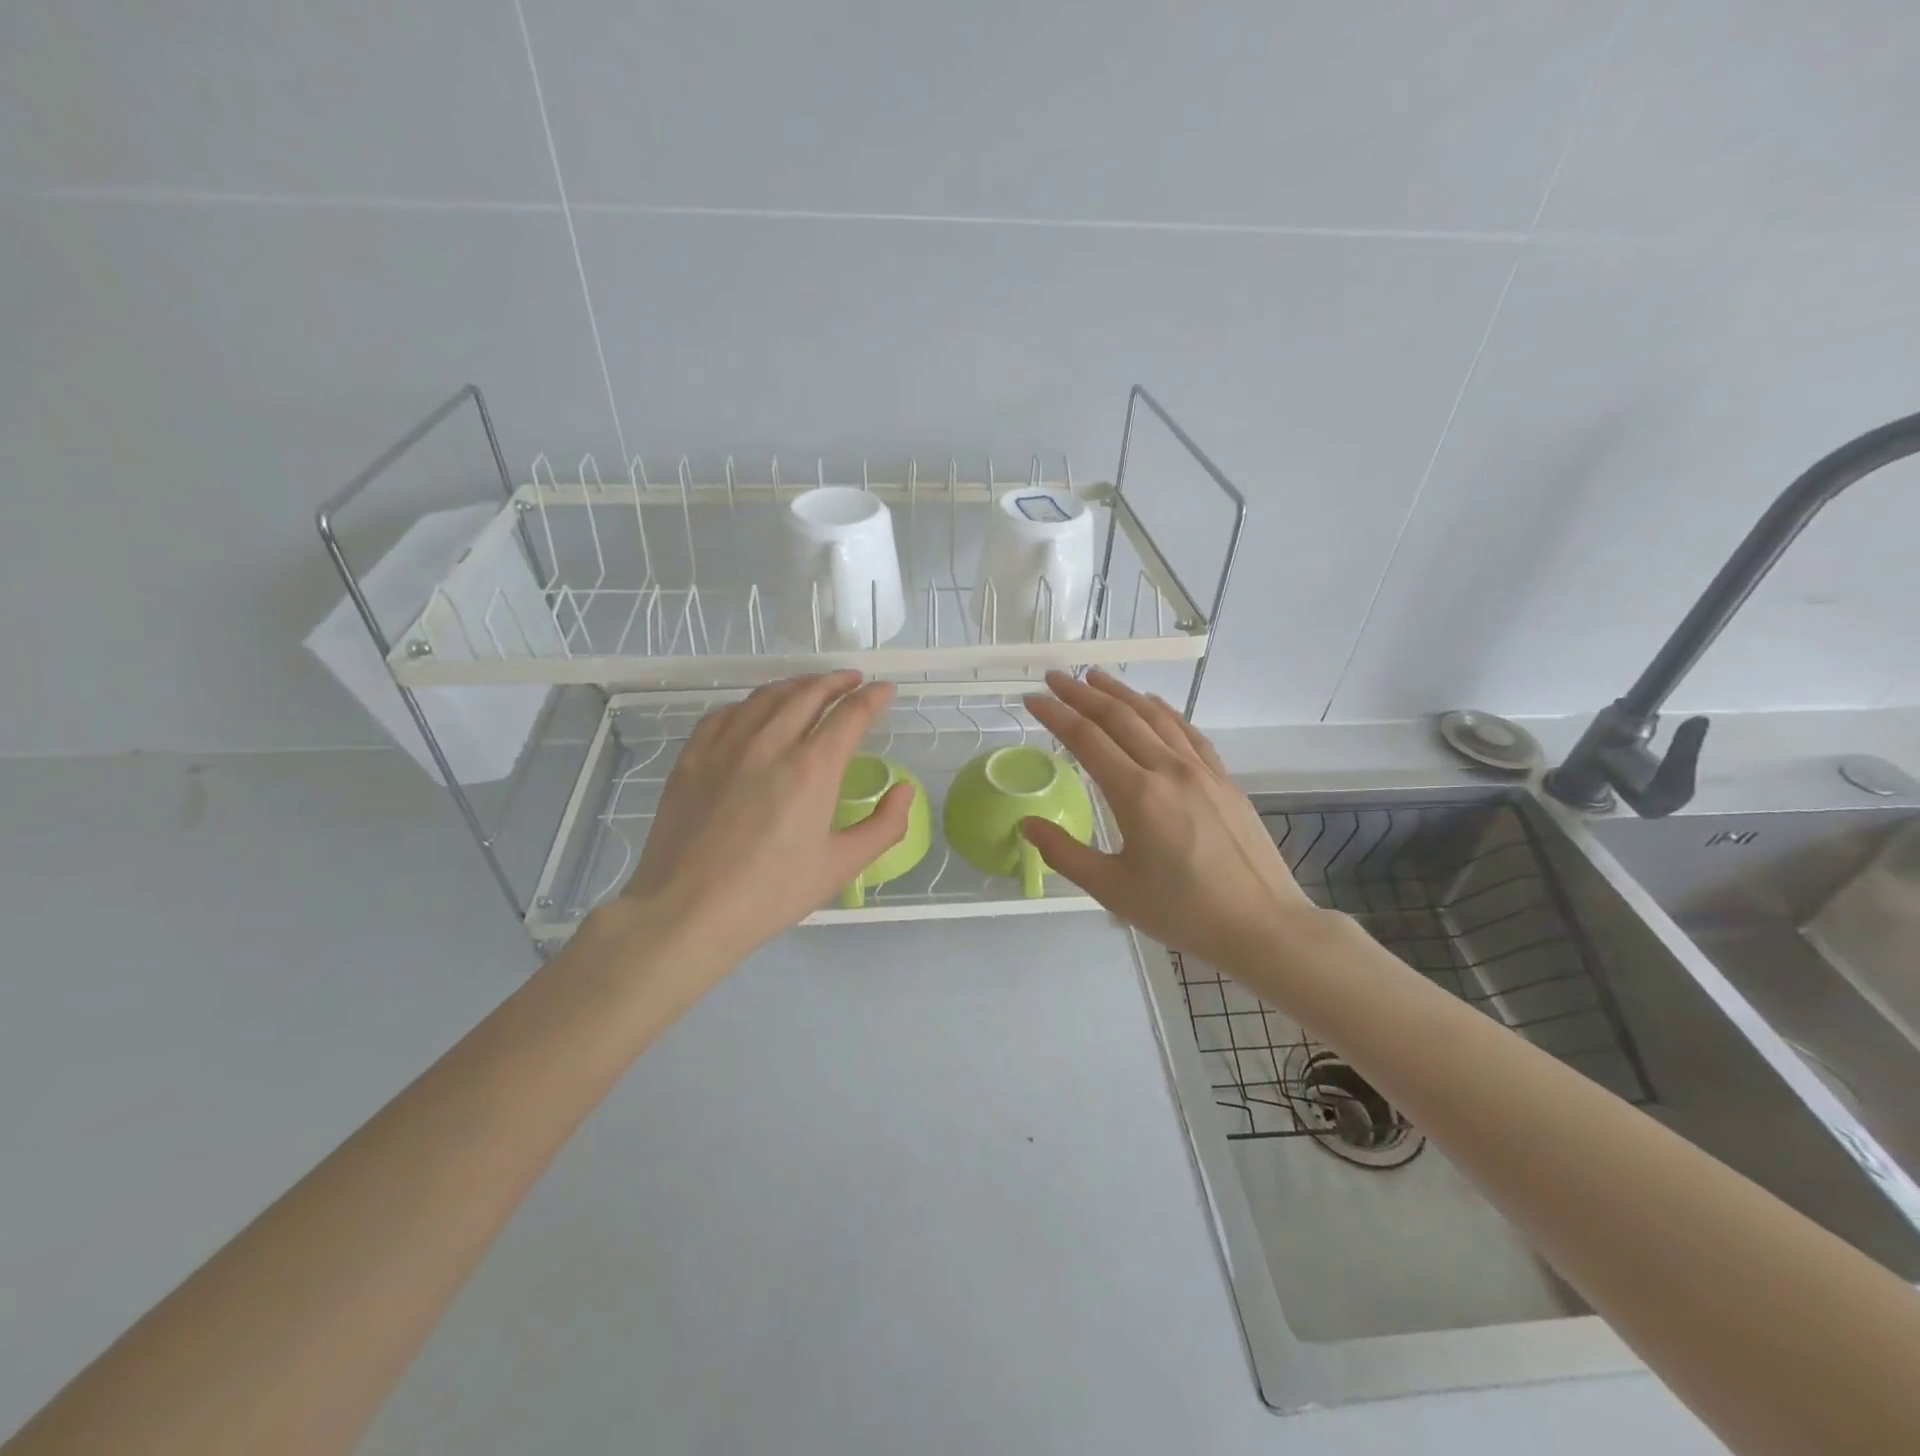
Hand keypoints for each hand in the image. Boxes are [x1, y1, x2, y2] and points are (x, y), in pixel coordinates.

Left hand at [614, 672, 912, 964]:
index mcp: (812, 768)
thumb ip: (884, 826)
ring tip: (812, 687)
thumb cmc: (770, 894)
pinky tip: (756, 711)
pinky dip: (751, 703)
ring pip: (767, 696)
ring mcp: (726, 745)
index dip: (873, 697)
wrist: (687, 911)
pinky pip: (726, 713)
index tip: (885, 690)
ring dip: (797, 684)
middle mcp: (771, 743)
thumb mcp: (840, 867)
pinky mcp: (693, 757)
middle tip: (853, 680)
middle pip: (809, 693)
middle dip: (837, 681)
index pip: (850, 714)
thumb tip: (904, 790)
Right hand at [1021, 669, 1316, 969]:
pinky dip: (1163, 710)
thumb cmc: (1183, 911)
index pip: (1086, 739)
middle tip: (1054, 678)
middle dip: (1082, 694)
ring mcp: (1201, 770)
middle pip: (1119, 717)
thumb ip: (1065, 853)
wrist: (1262, 924)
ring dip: (1121, 693)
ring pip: (1154, 716)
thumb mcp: (1113, 890)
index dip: (1055, 715)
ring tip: (1095, 677)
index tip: (1032, 699)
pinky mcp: (1223, 778)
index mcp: (1137, 795)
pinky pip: (1187, 731)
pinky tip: (1152, 703)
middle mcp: (1168, 770)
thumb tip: (1027, 824)